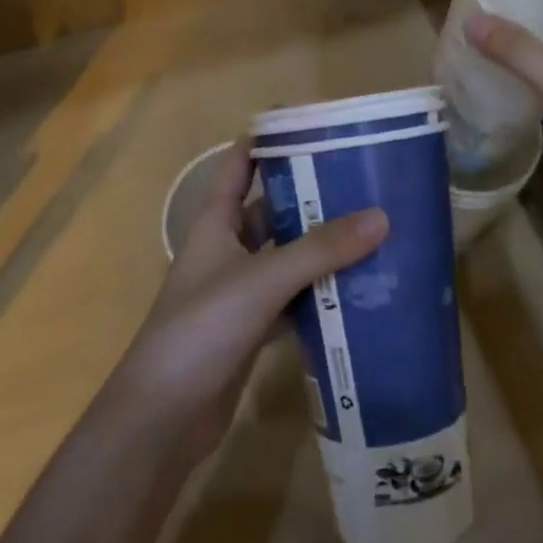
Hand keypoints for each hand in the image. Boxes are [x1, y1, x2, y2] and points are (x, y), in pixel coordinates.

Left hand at [114, 144, 388, 462]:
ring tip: (372, 229)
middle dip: (311, 194)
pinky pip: (292, 298)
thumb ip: (320, 250)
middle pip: (271, 209)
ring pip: (285, 256)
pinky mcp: (251, 329)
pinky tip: (356, 290)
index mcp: (215, 223)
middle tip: (362, 180)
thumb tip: (380, 216)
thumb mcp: (262, 281)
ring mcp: (238, 291)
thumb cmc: (201, 330)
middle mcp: (226, 249)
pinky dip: (318, 293)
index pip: (240, 164)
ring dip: (320, 247)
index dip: (269, 139)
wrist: (161, 418)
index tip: (314, 124)